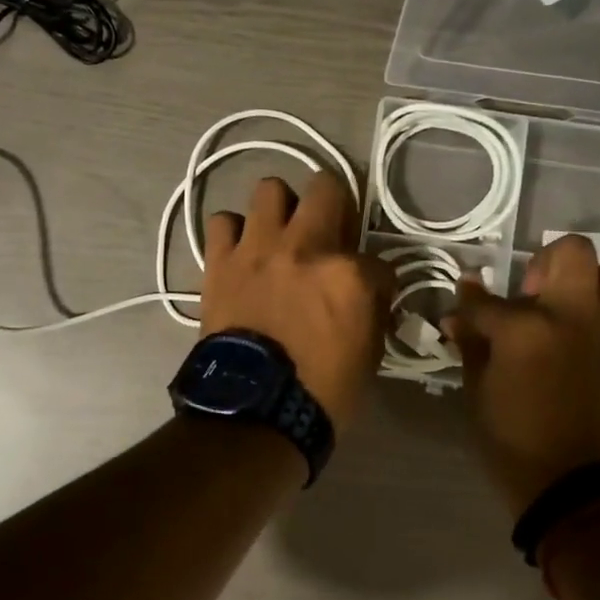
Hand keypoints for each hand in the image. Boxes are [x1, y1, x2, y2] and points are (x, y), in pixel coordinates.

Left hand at [198, 171, 395, 429]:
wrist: (253, 413)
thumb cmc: (320, 392)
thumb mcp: (368, 354)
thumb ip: (373, 309)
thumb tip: (371, 290)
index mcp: (348, 274)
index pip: (377, 257)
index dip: (376, 275)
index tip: (371, 290)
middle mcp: (305, 247)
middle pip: (326, 186)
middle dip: (334, 202)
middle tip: (329, 227)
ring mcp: (259, 249)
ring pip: (269, 189)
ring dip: (280, 207)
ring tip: (280, 233)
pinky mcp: (221, 261)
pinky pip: (222, 222)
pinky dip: (233, 232)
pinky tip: (241, 250)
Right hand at [441, 234, 599, 515]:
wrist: (590, 495)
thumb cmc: (520, 448)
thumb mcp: (480, 397)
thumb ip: (472, 347)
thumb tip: (457, 317)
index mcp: (526, 329)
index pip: (486, 299)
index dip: (469, 299)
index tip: (466, 300)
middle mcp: (577, 315)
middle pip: (571, 251)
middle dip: (546, 263)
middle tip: (535, 293)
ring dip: (590, 284)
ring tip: (574, 313)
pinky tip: (598, 343)